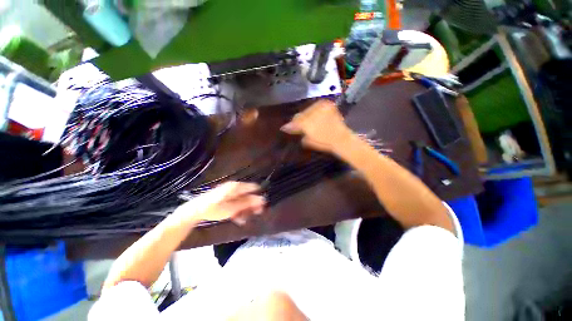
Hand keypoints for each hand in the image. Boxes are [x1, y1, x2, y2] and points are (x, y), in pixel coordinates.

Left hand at [174, 182, 265, 225]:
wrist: (196, 211)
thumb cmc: (215, 208)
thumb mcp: (233, 208)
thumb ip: (248, 204)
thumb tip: (262, 199)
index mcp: (237, 187)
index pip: (253, 188)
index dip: (258, 196)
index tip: (262, 206)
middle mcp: (235, 188)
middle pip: (248, 195)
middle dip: (253, 205)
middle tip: (257, 213)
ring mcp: (230, 193)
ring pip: (243, 200)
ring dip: (246, 209)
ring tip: (246, 219)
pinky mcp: (226, 199)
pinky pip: (236, 203)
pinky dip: (239, 211)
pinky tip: (239, 219)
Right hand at [281, 100, 353, 152]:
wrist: (341, 138)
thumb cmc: (324, 142)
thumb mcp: (308, 140)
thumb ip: (297, 133)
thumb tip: (288, 128)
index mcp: (306, 123)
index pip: (294, 122)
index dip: (289, 125)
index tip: (285, 128)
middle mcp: (312, 113)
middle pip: (301, 114)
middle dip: (299, 120)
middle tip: (299, 125)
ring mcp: (320, 107)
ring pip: (308, 109)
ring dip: (307, 115)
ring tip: (309, 122)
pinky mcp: (327, 105)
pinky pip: (317, 106)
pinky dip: (315, 111)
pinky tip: (316, 116)